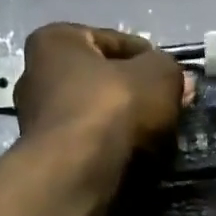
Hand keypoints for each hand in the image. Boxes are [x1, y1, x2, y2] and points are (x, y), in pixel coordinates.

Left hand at [14, 23, 184, 159]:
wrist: (76, 174)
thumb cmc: (112, 108)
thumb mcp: (159, 75)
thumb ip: (170, 71)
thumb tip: (179, 82)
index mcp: (54, 42)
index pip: (114, 41)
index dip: (150, 59)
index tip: (174, 79)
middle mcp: (35, 78)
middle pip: (101, 82)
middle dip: (135, 96)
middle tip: (168, 109)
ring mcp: (37, 124)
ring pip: (96, 119)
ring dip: (124, 127)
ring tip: (157, 140)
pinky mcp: (47, 161)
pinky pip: (89, 149)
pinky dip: (111, 152)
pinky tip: (135, 161)